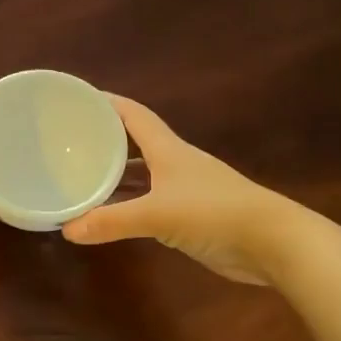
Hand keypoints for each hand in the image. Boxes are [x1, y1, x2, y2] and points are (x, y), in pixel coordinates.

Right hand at [61, 97, 290, 283]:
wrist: (273, 243)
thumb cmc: (216, 213)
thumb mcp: (158, 215)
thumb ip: (112, 221)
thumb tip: (67, 230)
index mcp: (168, 150)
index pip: (133, 115)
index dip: (107, 103)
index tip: (78, 97)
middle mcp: (174, 164)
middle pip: (134, 143)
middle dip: (104, 140)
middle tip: (68, 142)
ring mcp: (183, 190)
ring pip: (140, 176)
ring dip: (114, 176)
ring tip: (78, 177)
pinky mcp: (189, 216)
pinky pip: (148, 203)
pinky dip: (127, 206)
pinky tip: (107, 214)